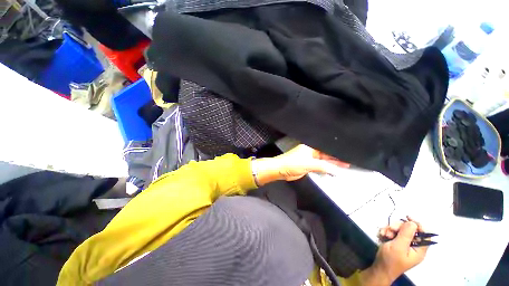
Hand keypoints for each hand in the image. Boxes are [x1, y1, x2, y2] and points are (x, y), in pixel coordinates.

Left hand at [251, 144, 348, 185]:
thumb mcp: (309, 164)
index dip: (336, 153)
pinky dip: (325, 169)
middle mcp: (310, 152)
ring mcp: (308, 159)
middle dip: (335, 159)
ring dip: (331, 165)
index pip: (326, 149)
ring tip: (343, 167)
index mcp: (310, 148)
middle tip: (348, 162)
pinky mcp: (307, 166)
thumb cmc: (292, 163)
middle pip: (325, 155)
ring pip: (322, 162)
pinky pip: (318, 167)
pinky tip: (331, 171)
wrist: (280, 170)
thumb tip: (337, 170)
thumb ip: (323, 166)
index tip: (346, 156)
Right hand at [362, 217, 428, 284]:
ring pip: (399, 230)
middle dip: (398, 228)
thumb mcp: (398, 247)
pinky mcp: (395, 243)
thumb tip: (413, 222)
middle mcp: (413, 246)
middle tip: (390, 229)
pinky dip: (387, 232)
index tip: (407, 217)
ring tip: (383, 234)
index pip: (424, 234)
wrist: (379, 268)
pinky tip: (381, 235)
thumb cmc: (391, 260)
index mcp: (419, 250)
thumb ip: (406, 234)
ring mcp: (404, 245)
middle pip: (409, 230)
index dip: (418, 225)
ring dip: (390, 229)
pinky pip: (393, 233)